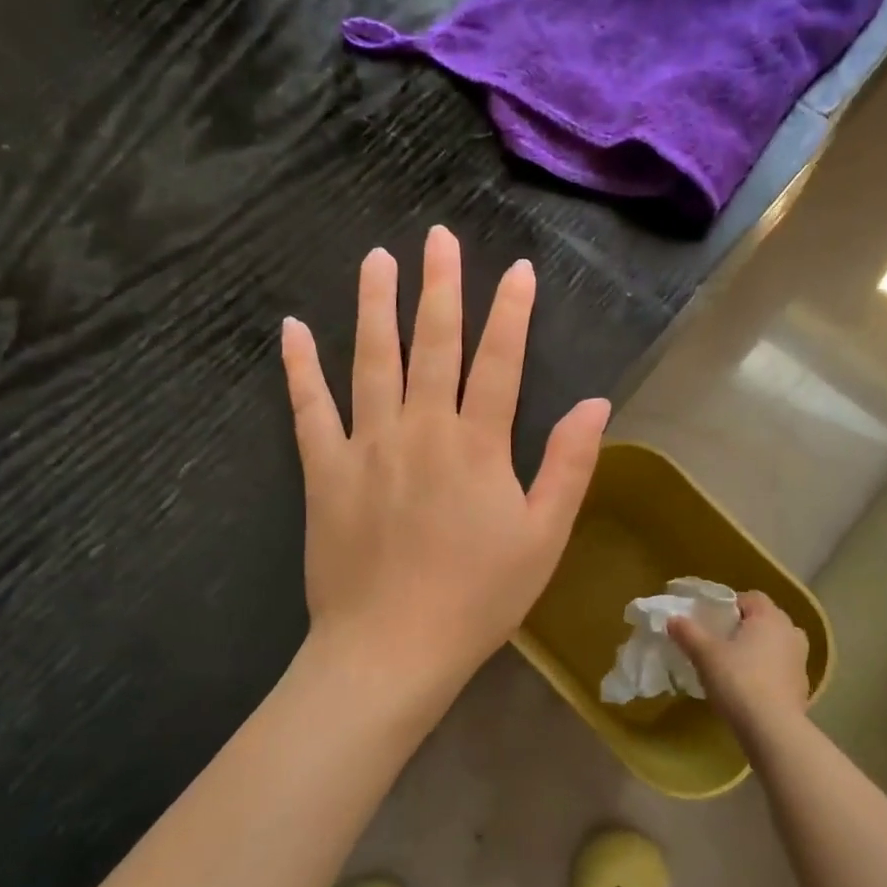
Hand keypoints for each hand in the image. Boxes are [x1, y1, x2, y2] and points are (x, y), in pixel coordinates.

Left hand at [281, 225, 610, 707]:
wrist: (392, 648)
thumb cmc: (478, 598)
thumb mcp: (543, 538)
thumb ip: (569, 465)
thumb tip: (594, 403)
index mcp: (477, 445)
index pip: (500, 361)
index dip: (511, 312)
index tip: (517, 270)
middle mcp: (421, 429)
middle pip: (432, 344)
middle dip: (439, 287)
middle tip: (439, 238)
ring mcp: (367, 446)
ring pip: (371, 361)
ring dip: (375, 306)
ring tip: (377, 259)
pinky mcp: (325, 471)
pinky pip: (309, 409)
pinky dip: (300, 368)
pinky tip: (292, 328)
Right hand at [668, 592, 810, 736]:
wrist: (772, 730)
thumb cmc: (738, 681)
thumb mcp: (705, 654)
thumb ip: (688, 632)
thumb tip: (673, 619)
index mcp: (770, 617)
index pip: (751, 597)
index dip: (730, 605)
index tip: (711, 621)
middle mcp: (791, 632)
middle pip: (764, 620)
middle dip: (744, 627)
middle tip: (719, 642)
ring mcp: (801, 661)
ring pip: (775, 645)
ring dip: (758, 650)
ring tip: (734, 665)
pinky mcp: (802, 687)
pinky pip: (781, 669)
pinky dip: (767, 673)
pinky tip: (749, 689)